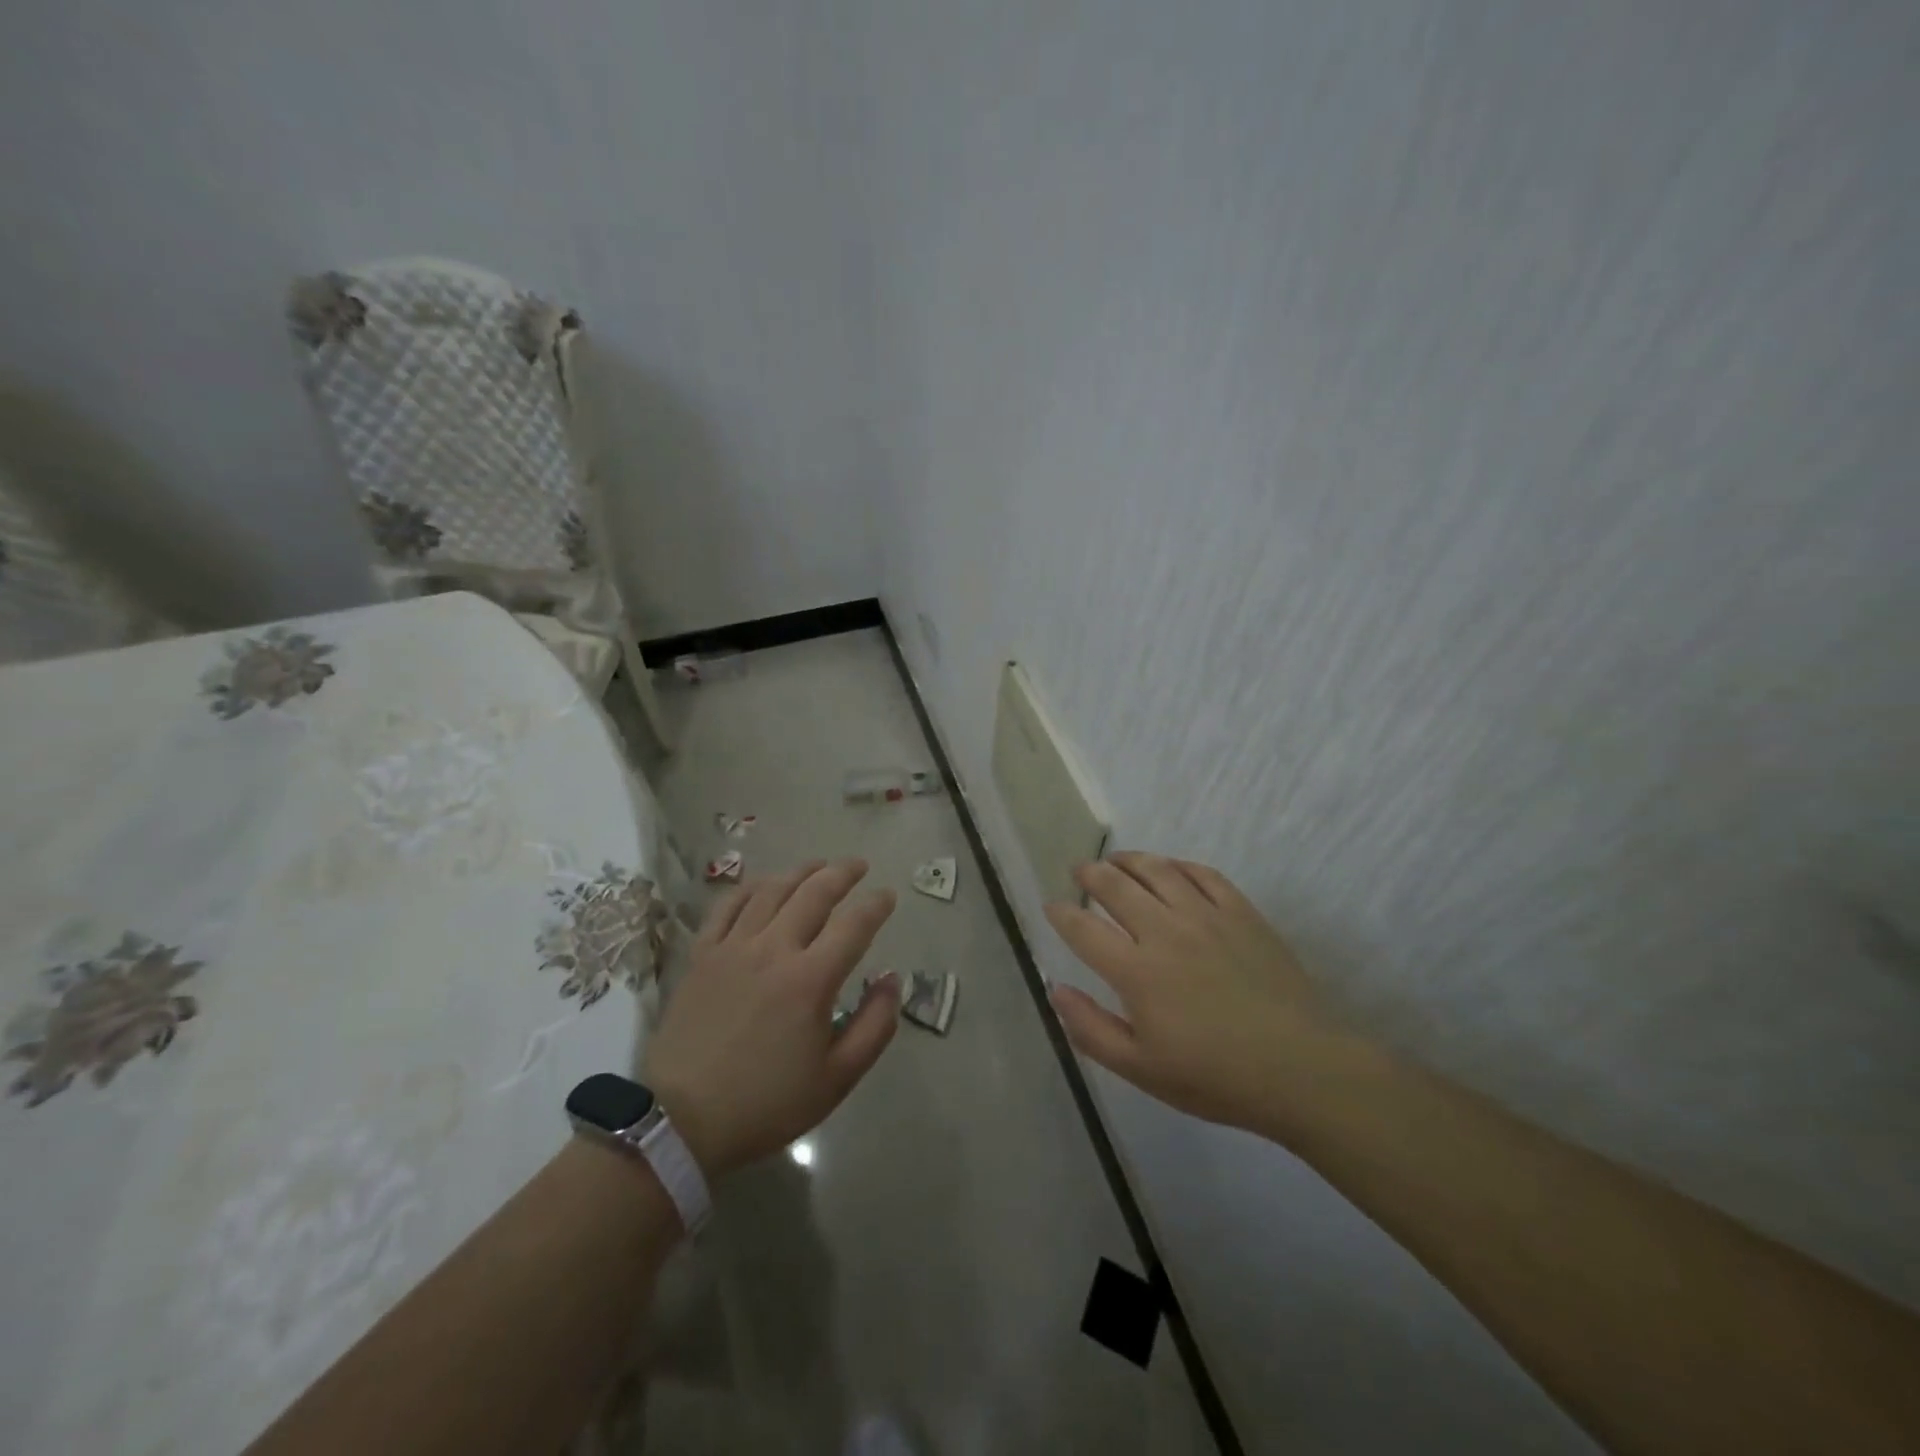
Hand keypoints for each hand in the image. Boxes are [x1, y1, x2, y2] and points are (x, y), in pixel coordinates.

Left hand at [645, 859, 899, 1178]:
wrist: (682, 1121)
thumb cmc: (767, 1103)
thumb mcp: (837, 1078)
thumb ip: (874, 1026)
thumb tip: (892, 981)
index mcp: (811, 979)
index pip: (854, 925)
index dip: (876, 905)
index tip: (888, 896)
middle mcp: (774, 950)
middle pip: (814, 894)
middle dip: (842, 873)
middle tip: (858, 866)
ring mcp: (733, 948)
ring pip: (771, 891)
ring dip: (800, 872)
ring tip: (818, 865)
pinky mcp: (702, 955)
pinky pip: (727, 907)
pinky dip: (750, 888)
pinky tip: (764, 884)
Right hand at [1045, 853, 1354, 1137]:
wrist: (1300, 1068)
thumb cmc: (1214, 1077)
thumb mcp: (1141, 1069)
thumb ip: (1091, 1029)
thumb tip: (1056, 990)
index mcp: (1136, 971)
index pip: (1083, 929)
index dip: (1061, 914)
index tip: (1051, 907)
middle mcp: (1165, 931)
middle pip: (1116, 886)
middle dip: (1090, 874)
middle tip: (1080, 870)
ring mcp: (1206, 916)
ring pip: (1157, 870)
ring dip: (1129, 859)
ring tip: (1116, 859)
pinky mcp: (1241, 912)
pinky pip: (1203, 874)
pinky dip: (1178, 865)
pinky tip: (1170, 867)